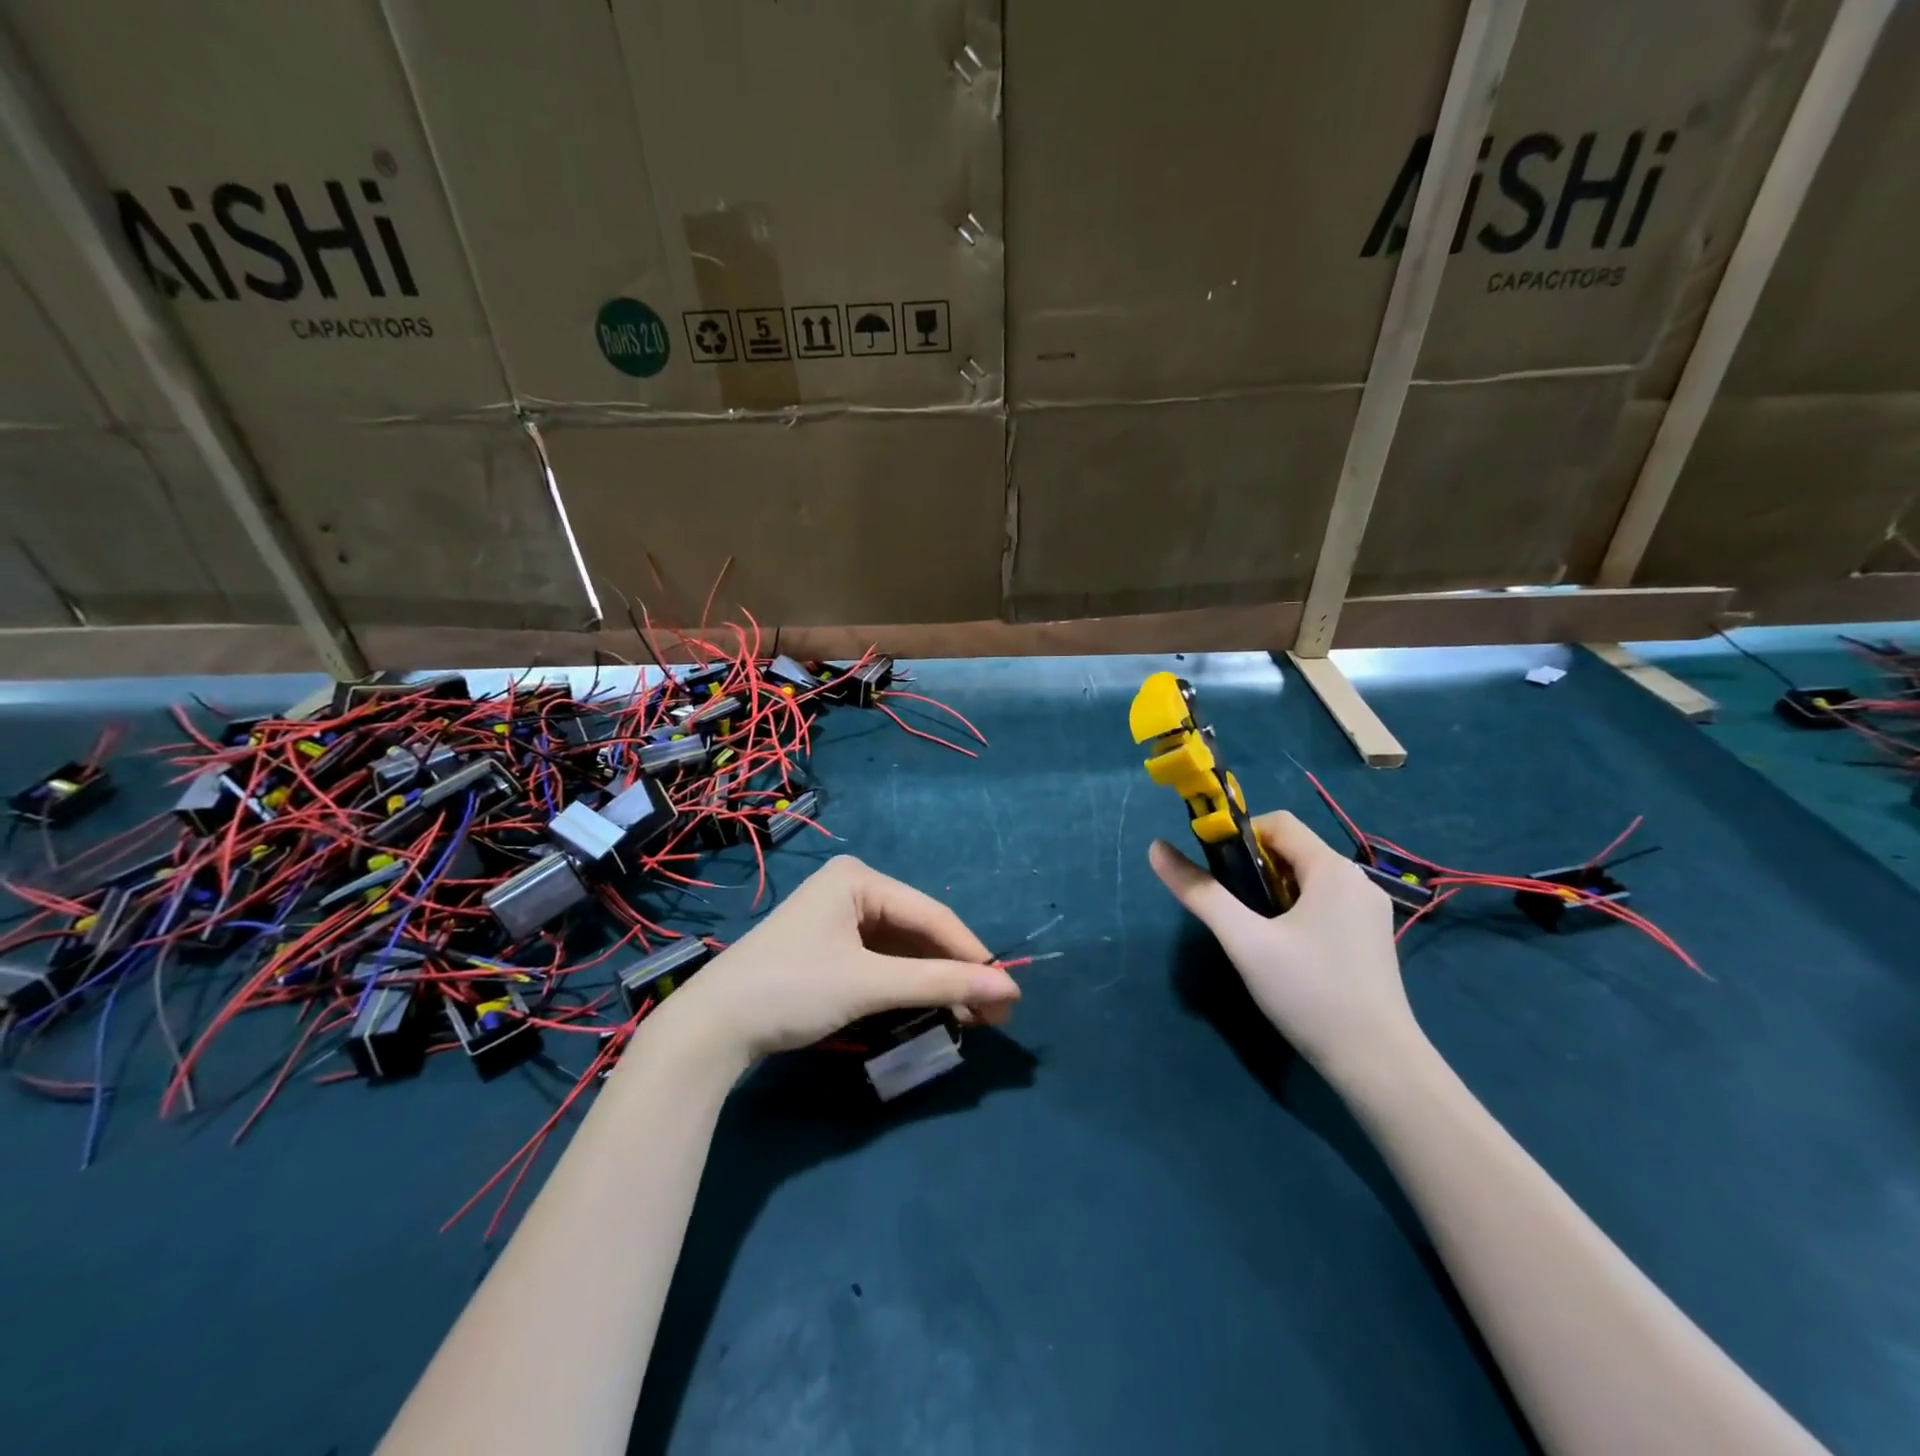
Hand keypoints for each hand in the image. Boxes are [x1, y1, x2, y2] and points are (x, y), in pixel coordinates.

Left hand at [657, 855, 1020, 1062]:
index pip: (931, 914)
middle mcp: (852, 888)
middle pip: (918, 930)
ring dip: (934, 981)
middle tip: (995, 1011)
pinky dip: (906, 985)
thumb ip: (939, 983)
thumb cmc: (793, 988)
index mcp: (859, 878)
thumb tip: (1010, 989)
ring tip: (971, 1015)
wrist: (712, 1027)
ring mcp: (839, 919)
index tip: (1009, 990)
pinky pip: (881, 961)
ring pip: (902, 949)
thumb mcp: (869, 984)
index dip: (972, 953)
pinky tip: (932, 1007)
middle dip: (954, 971)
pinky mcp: (830, 948)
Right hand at [1149, 812, 1422, 1087]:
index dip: (1240, 837)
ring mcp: (1369, 911)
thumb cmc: (1310, 993)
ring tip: (1258, 936)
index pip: (1277, 823)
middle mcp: (1357, 880)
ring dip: (1273, 893)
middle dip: (1254, 871)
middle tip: (1236, 912)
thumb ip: (1200, 893)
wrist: (1378, 1065)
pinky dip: (1296, 912)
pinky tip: (1287, 953)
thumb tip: (1156, 848)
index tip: (1218, 873)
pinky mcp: (1371, 938)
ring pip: (1306, 880)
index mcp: (1332, 869)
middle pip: (1292, 851)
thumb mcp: (1245, 941)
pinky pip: (1324, 904)